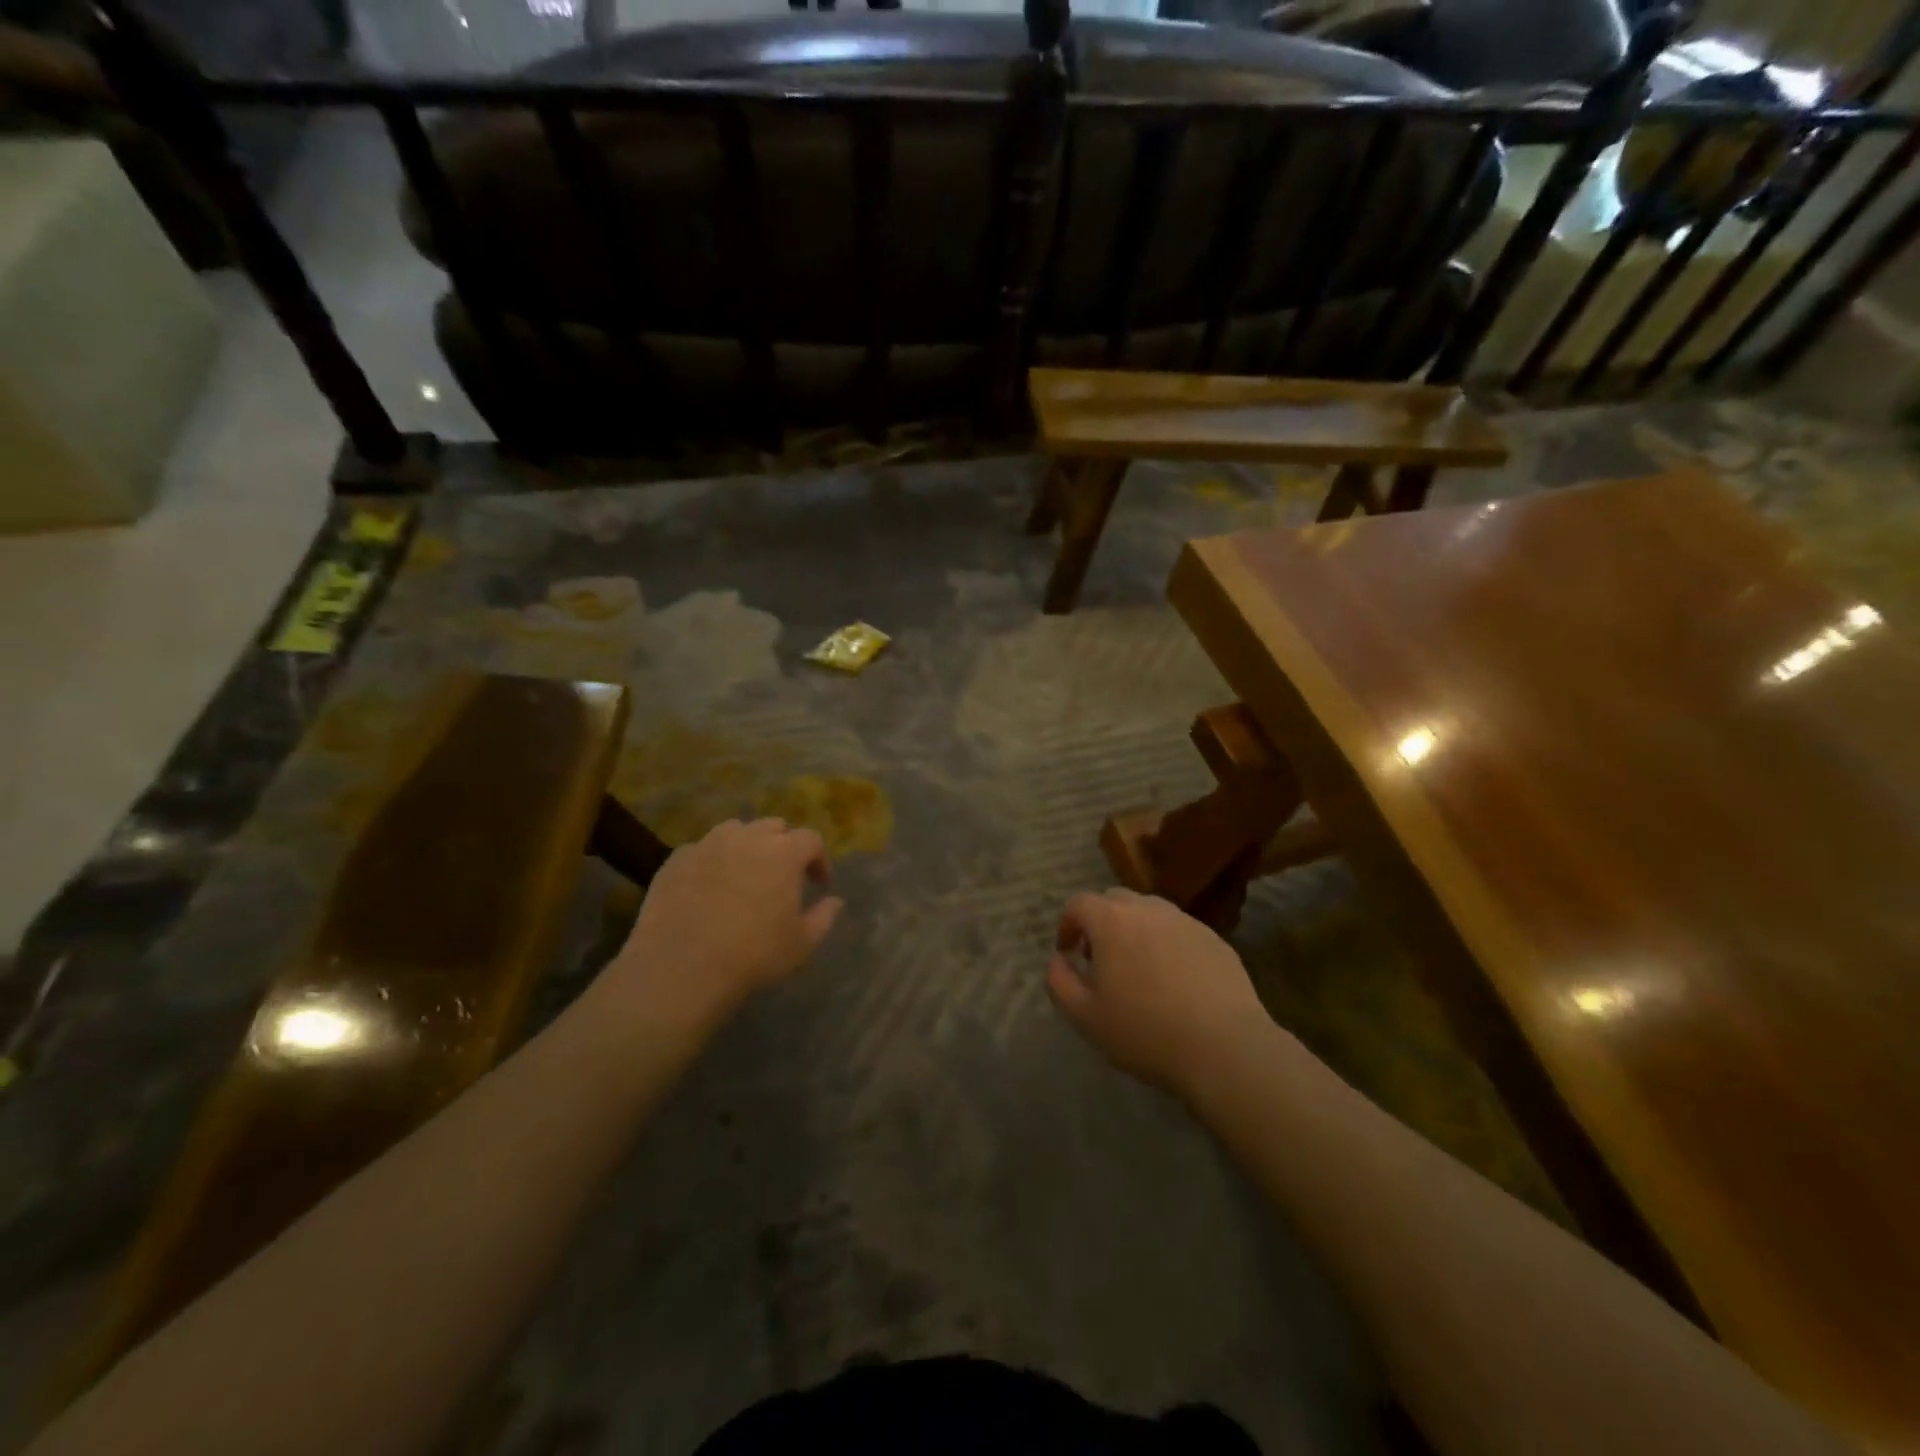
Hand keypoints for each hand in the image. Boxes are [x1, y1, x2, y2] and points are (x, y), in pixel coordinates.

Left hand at [605, 818, 843, 1026]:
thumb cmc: (753, 955)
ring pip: (735, 830)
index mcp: (784, 852)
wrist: (682, 967)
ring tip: (745, 873)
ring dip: (747, 845)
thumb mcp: (801, 944)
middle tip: (783, 874)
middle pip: (773, 827)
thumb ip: (823, 917)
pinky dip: (712, 860)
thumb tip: (834, 901)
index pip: (811, 840)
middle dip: (784, 845)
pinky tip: (708, 886)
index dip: (819, 860)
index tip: (819, 885)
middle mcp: (748, 838)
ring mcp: (708, 844)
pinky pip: (701, 849)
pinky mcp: (676, 859)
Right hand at [1046, 889, 1268, 1096]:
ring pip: (1151, 912)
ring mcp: (1185, 922)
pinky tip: (1175, 981)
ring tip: (1139, 968)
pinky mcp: (1215, 939)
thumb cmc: (1145, 1031)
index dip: (1068, 924)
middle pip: (1115, 900)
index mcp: (1111, 921)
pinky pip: (1180, 932)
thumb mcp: (1086, 1016)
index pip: (1079, 903)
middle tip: (1101, 958)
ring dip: (1136, 930)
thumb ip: (1060, 982)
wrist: (1224, 1046)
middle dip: (1101, 921)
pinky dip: (1168, 944)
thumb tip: (1057, 960)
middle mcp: (1148, 909)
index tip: (1067, 951)